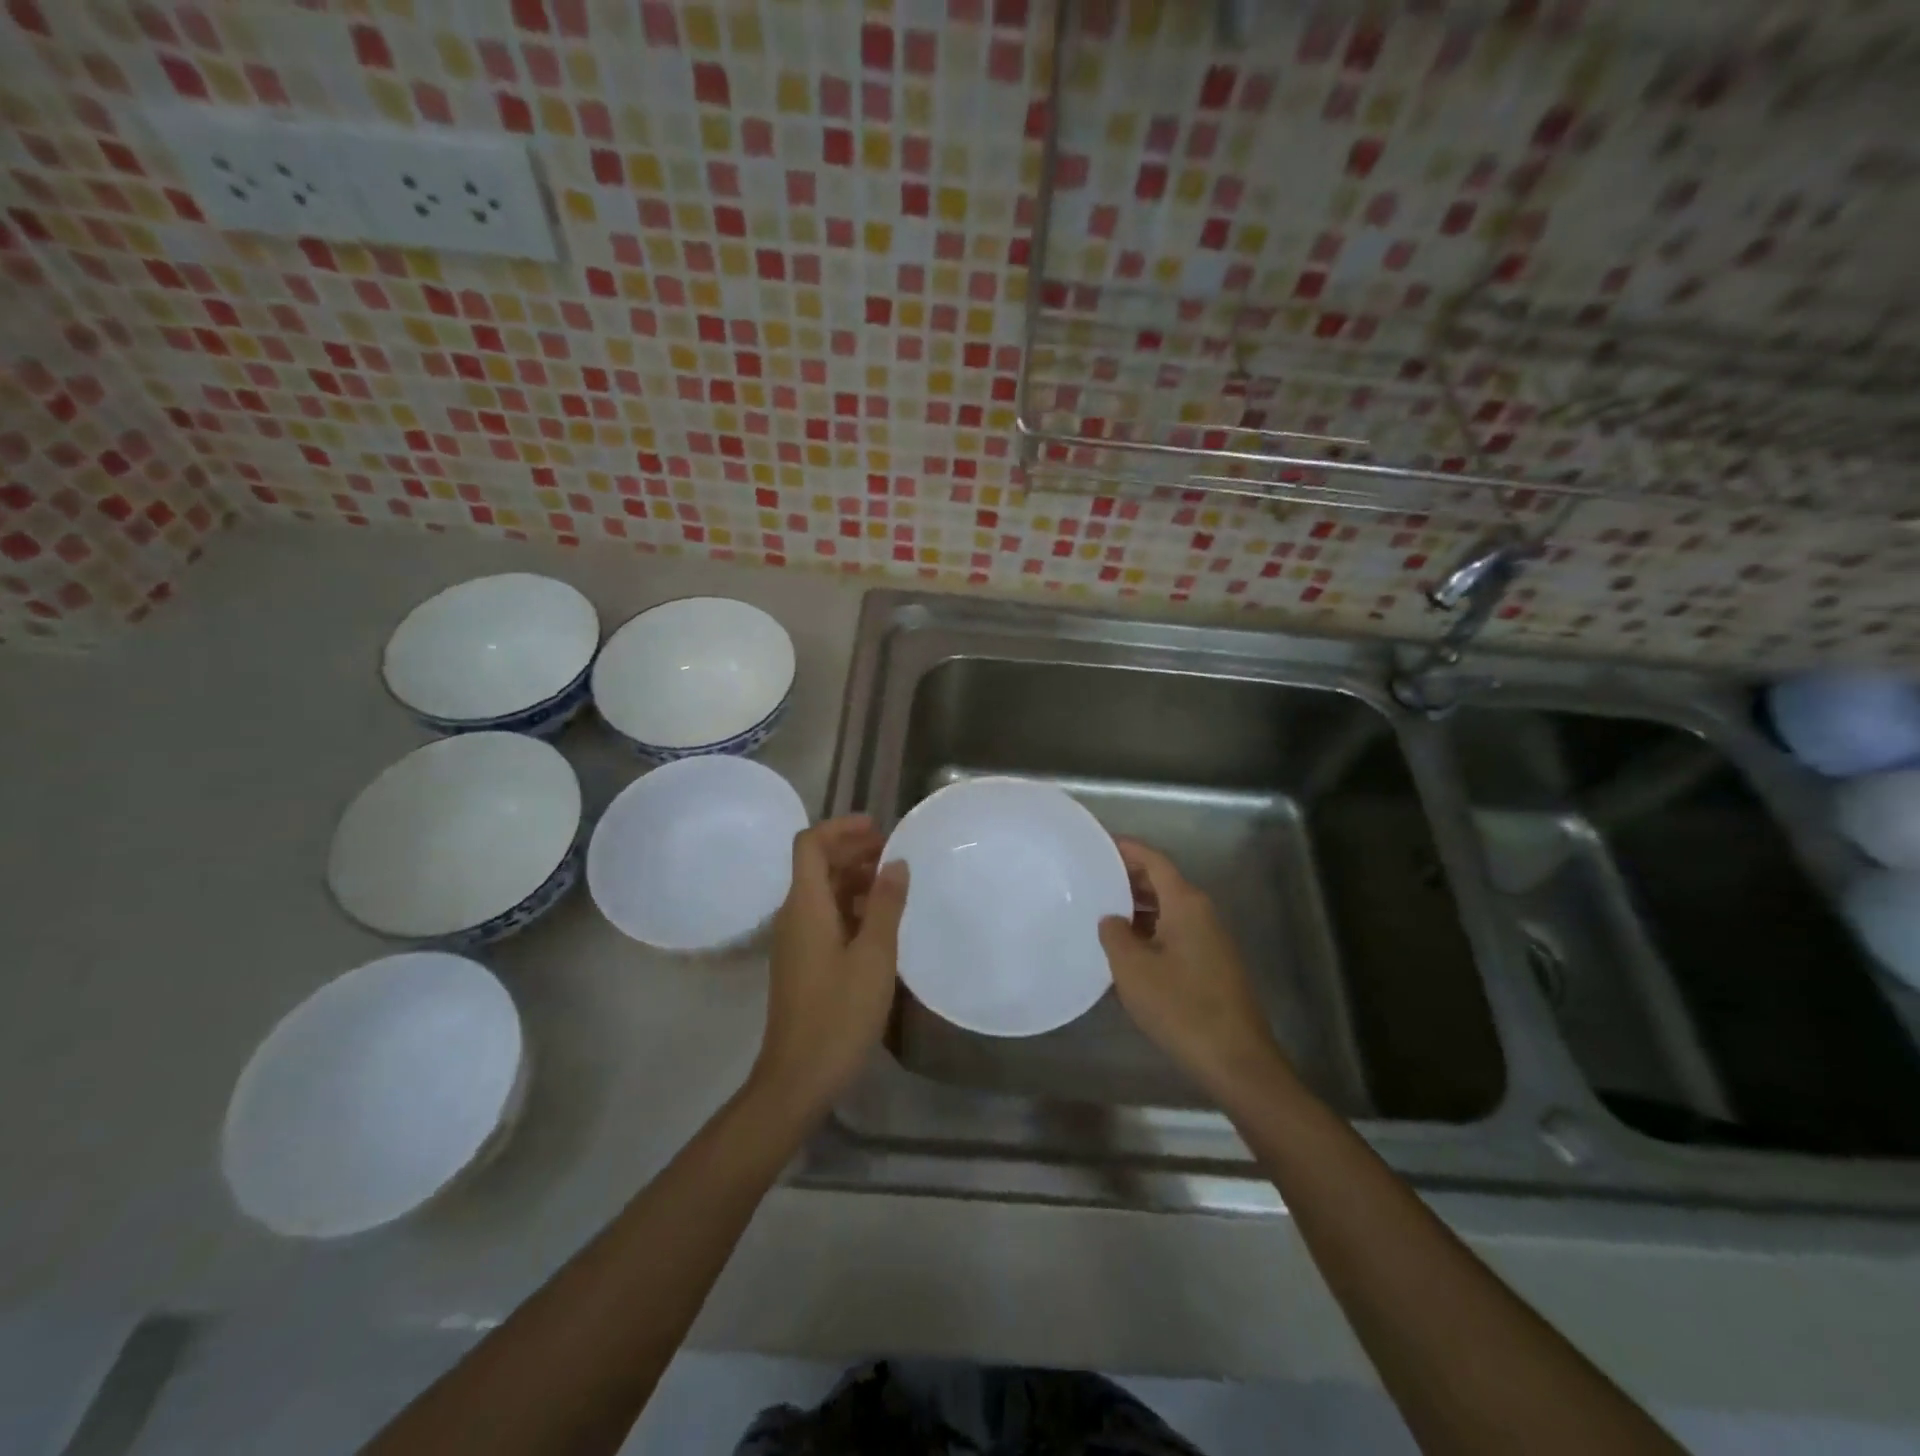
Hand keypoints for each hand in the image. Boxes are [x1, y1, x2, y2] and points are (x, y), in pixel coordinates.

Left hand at [752, 816, 907, 1115]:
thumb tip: (896, 863)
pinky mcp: (803, 963)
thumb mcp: (874, 957)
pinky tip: (880, 922)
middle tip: (894, 852)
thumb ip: (885, 905)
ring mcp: (795, 941)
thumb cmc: (839, 1014)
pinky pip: (824, 917)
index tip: (878, 827)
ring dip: (853, 878)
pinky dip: (850, 906)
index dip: (840, 827)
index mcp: (805, 906)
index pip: (809, 844)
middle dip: (852, 850)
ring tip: (893, 883)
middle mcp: (793, 916)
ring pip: (822, 892)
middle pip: (816, 864)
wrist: (798, 1079)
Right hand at [1099, 839, 1293, 1107]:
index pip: (1154, 861)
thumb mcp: (1133, 968)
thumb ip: (1115, 934)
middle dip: (1128, 878)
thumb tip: (1111, 918)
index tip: (1097, 845)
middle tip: (1091, 878)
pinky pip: (1175, 933)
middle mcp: (1202, 914)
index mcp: (1186, 904)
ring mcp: (1211, 940)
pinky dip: (1150, 931)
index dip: (1126, 849)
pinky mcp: (1212, 965)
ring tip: (1100, 913)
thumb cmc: (1180, 1007)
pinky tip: (1126, 951)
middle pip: (1163, 882)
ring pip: (1169, 910)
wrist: (1235, 1060)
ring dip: (1137, 908)